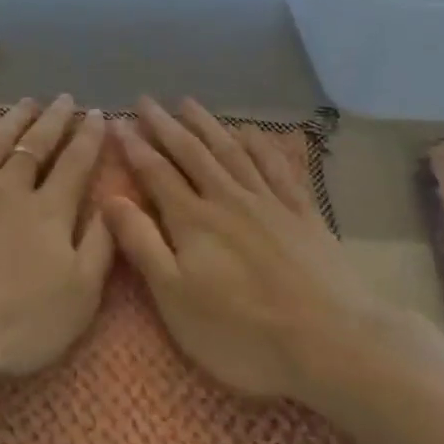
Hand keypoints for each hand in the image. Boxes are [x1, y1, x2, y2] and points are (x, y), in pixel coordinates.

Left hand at [0, 96, 112, 391]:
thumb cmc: (15, 320)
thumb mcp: (79, 296)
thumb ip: (101, 246)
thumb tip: (117, 204)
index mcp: (49, 212)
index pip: (75, 165)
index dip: (88, 138)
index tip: (98, 114)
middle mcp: (10, 190)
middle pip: (36, 147)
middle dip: (54, 121)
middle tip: (65, 98)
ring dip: (14, 121)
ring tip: (27, 101)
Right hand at [105, 98, 425, 410]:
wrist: (333, 343)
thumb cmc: (243, 332)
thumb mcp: (176, 299)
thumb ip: (142, 245)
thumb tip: (110, 198)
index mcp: (193, 220)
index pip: (156, 172)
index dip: (135, 146)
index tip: (118, 122)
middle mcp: (228, 199)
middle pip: (192, 153)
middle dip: (165, 125)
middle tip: (146, 100)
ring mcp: (270, 203)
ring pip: (232, 151)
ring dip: (207, 125)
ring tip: (188, 103)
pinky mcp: (304, 214)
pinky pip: (277, 167)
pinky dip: (260, 145)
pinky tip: (250, 132)